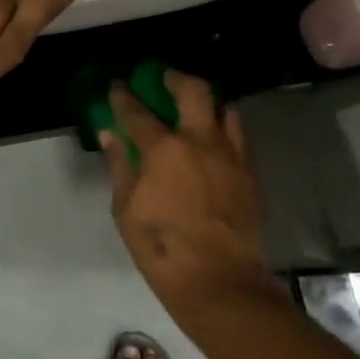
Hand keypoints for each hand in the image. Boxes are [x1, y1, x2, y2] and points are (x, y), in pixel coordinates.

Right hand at [102, 72, 277, 311]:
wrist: (217, 280)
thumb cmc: (160, 246)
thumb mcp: (126, 208)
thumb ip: (120, 165)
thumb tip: (110, 134)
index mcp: (164, 149)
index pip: (137, 112)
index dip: (123, 96)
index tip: (116, 85)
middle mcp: (200, 141)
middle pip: (194, 91)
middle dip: (176, 78)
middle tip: (165, 78)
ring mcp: (230, 156)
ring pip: (224, 110)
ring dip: (206, 103)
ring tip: (194, 108)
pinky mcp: (249, 174)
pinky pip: (238, 138)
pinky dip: (224, 129)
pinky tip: (214, 139)